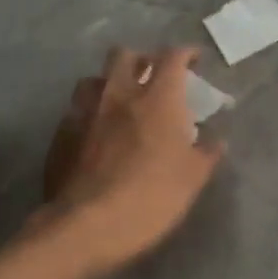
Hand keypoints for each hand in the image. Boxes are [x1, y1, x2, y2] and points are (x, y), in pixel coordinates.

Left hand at [39, 46, 222, 273]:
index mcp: (157, 99)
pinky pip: (76, 110)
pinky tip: (95, 133)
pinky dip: (89, 113)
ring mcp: (84, 111)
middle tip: (153, 77)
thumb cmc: (152, 198)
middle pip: (125, 54)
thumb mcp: (192, 179)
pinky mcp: (61, 133)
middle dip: (142, 59)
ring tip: (120, 102)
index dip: (186, 53)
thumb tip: (217, 141)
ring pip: (94, 78)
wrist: (87, 225)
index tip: (194, 60)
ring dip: (110, 82)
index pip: (172, 57)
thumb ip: (206, 154)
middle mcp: (118, 94)